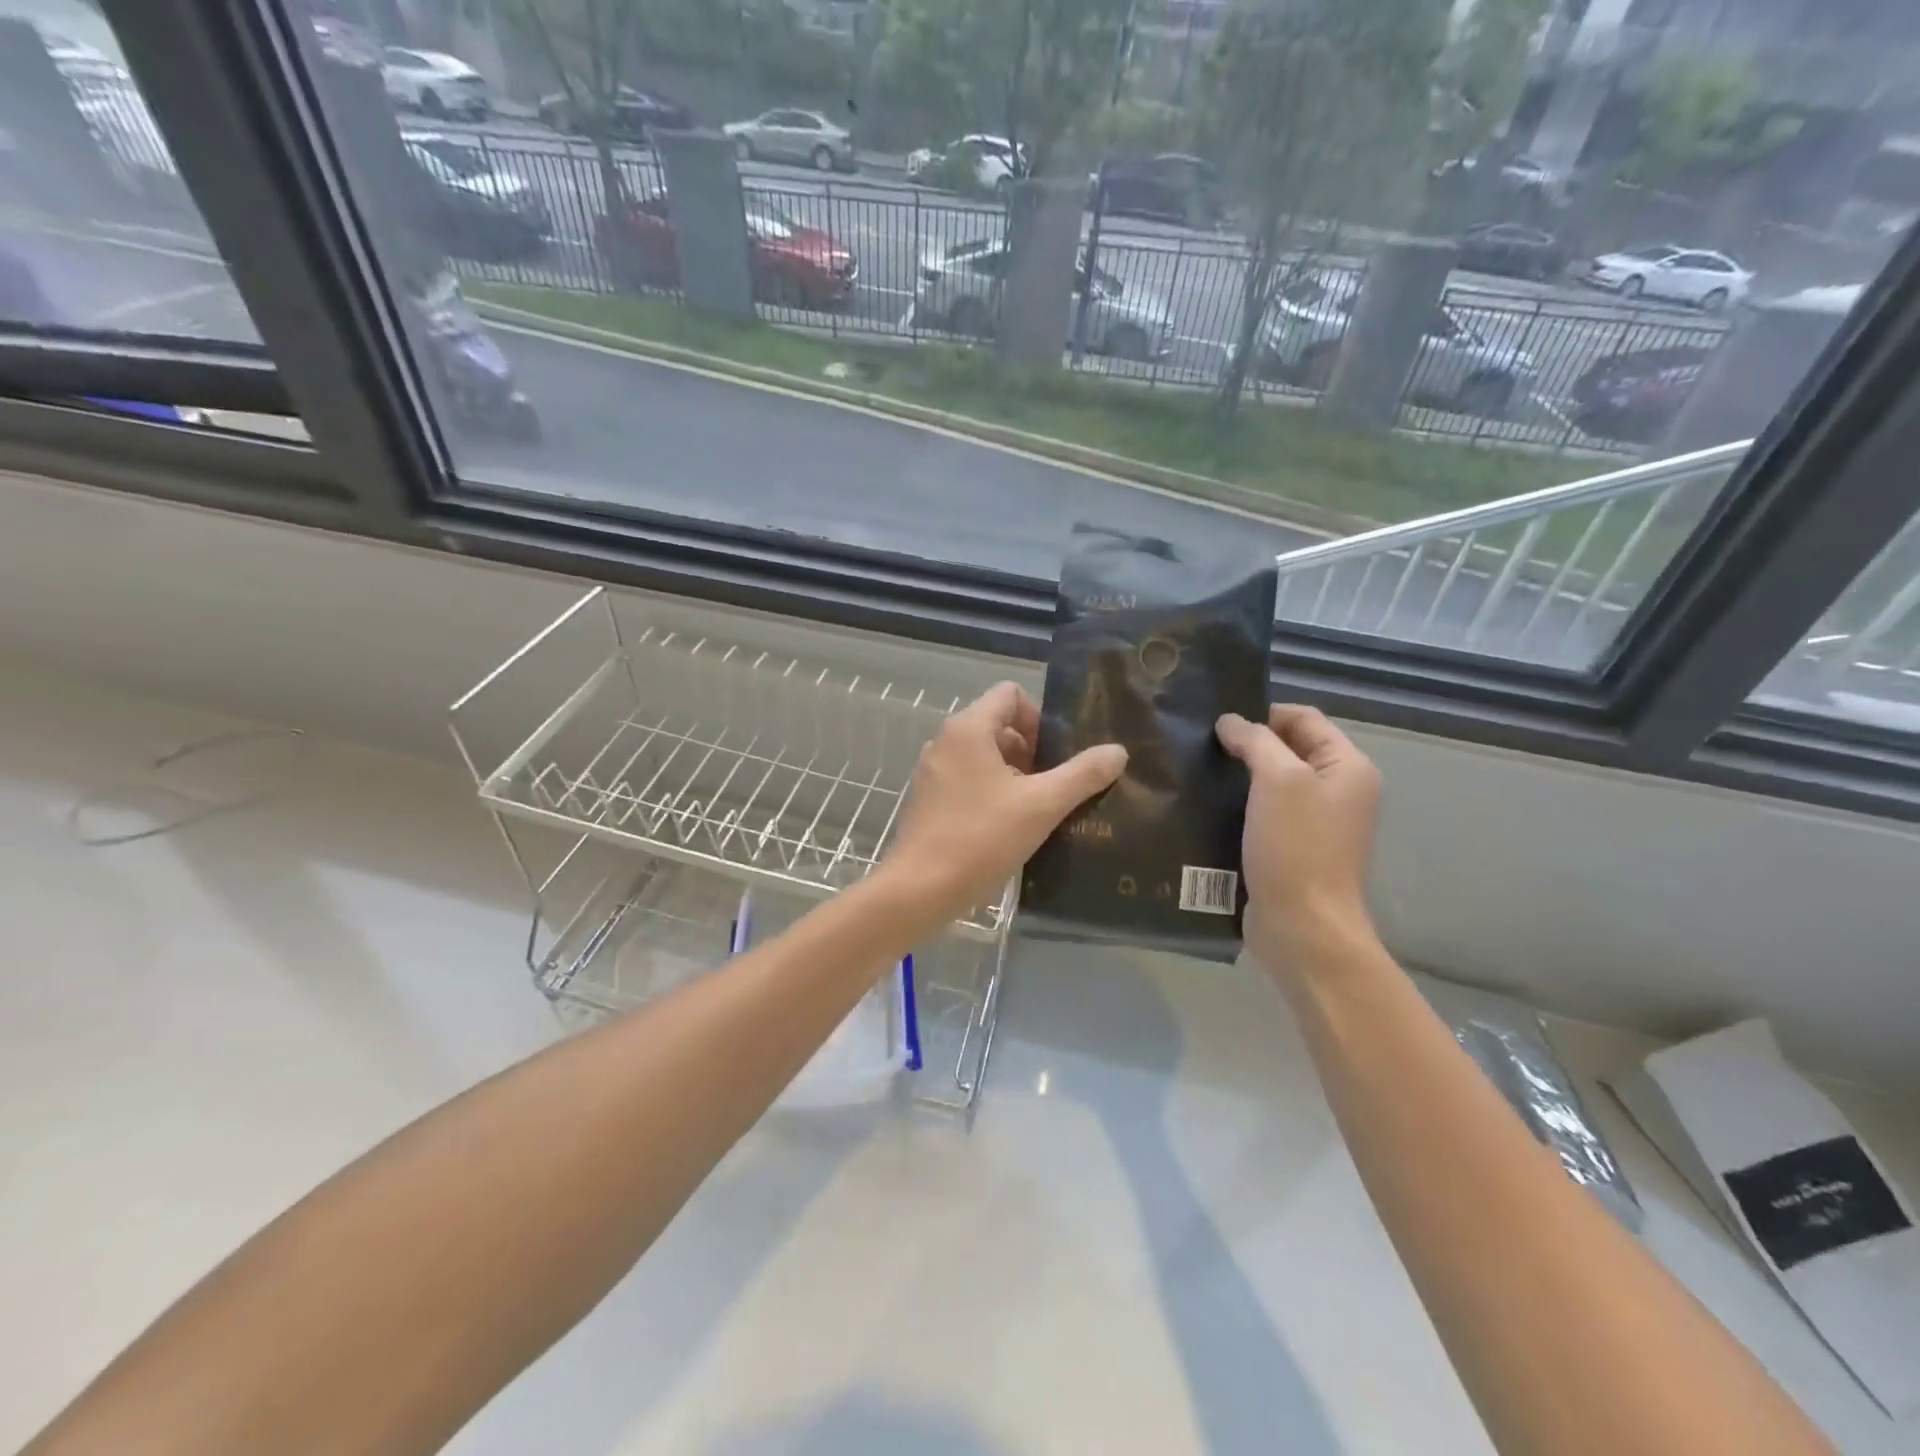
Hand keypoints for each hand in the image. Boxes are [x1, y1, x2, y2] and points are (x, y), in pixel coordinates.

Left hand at [884, 682, 1126, 926]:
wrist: (921, 889)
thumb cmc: (982, 838)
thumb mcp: (1042, 805)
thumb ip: (1083, 774)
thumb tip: (1118, 751)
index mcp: (968, 729)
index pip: (1010, 695)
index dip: (1038, 717)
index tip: (1054, 755)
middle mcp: (945, 741)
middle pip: (997, 724)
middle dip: (1029, 749)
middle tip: (1050, 785)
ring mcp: (932, 771)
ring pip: (982, 755)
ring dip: (1012, 773)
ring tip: (1034, 808)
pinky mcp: (927, 799)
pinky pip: (966, 779)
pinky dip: (989, 791)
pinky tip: (1006, 826)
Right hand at [1216, 705, 1381, 976]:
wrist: (1302, 927)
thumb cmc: (1296, 848)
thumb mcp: (1279, 780)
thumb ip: (1255, 741)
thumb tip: (1230, 722)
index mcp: (1348, 767)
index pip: (1304, 718)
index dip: (1262, 714)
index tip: (1218, 725)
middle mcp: (1339, 790)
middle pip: (1288, 749)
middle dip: (1247, 744)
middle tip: (1202, 747)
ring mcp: (1317, 823)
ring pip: (1272, 782)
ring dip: (1239, 776)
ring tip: (1199, 774)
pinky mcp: (1292, 849)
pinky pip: (1264, 813)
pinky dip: (1239, 805)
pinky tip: (1208, 807)